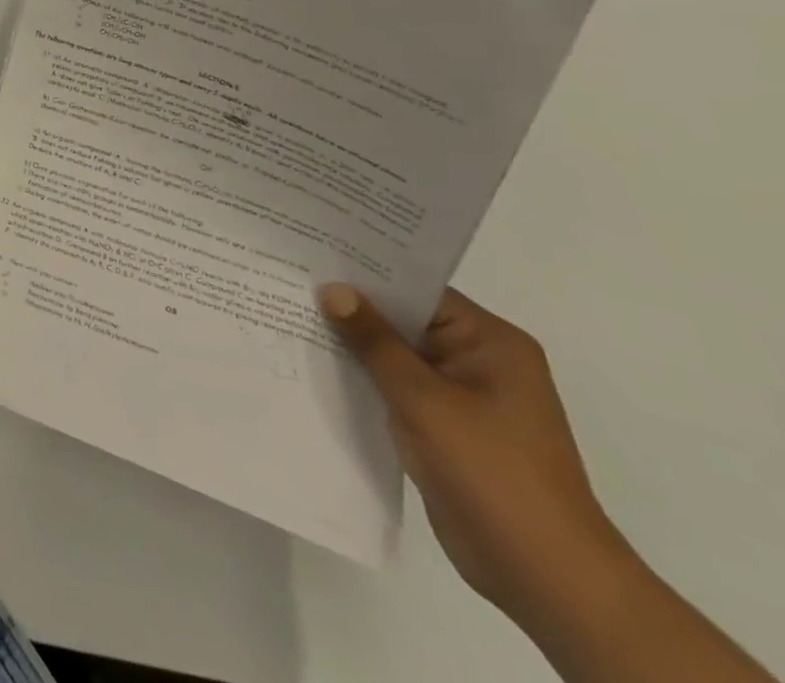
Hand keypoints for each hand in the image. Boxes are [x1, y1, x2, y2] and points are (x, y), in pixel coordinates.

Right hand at [321, 285, 631, 626]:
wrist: (544, 576)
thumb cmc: (491, 471)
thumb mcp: (423, 398)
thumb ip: (374, 341)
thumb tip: (333, 289)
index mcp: (490, 342)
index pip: (416, 288)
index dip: (364, 271)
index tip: (309, 254)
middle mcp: (479, 360)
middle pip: (403, 318)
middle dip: (350, 307)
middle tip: (287, 279)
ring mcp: (462, 396)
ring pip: (395, 354)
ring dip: (352, 344)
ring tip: (287, 315)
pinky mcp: (445, 426)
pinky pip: (395, 386)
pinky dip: (362, 377)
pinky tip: (314, 365)